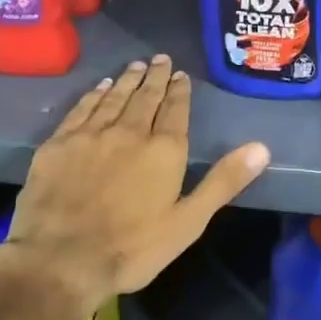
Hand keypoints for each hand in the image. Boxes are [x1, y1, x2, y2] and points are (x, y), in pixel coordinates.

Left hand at [0, 54, 269, 312]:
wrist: (60, 260)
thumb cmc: (132, 248)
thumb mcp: (188, 222)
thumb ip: (223, 181)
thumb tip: (261, 148)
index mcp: (164, 150)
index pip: (175, 110)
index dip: (179, 90)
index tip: (181, 74)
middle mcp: (129, 132)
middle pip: (145, 96)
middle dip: (155, 76)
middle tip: (160, 59)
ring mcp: (90, 135)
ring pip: (114, 97)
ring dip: (127, 80)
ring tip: (136, 65)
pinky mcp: (59, 143)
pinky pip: (81, 109)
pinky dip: (94, 94)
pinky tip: (100, 87)